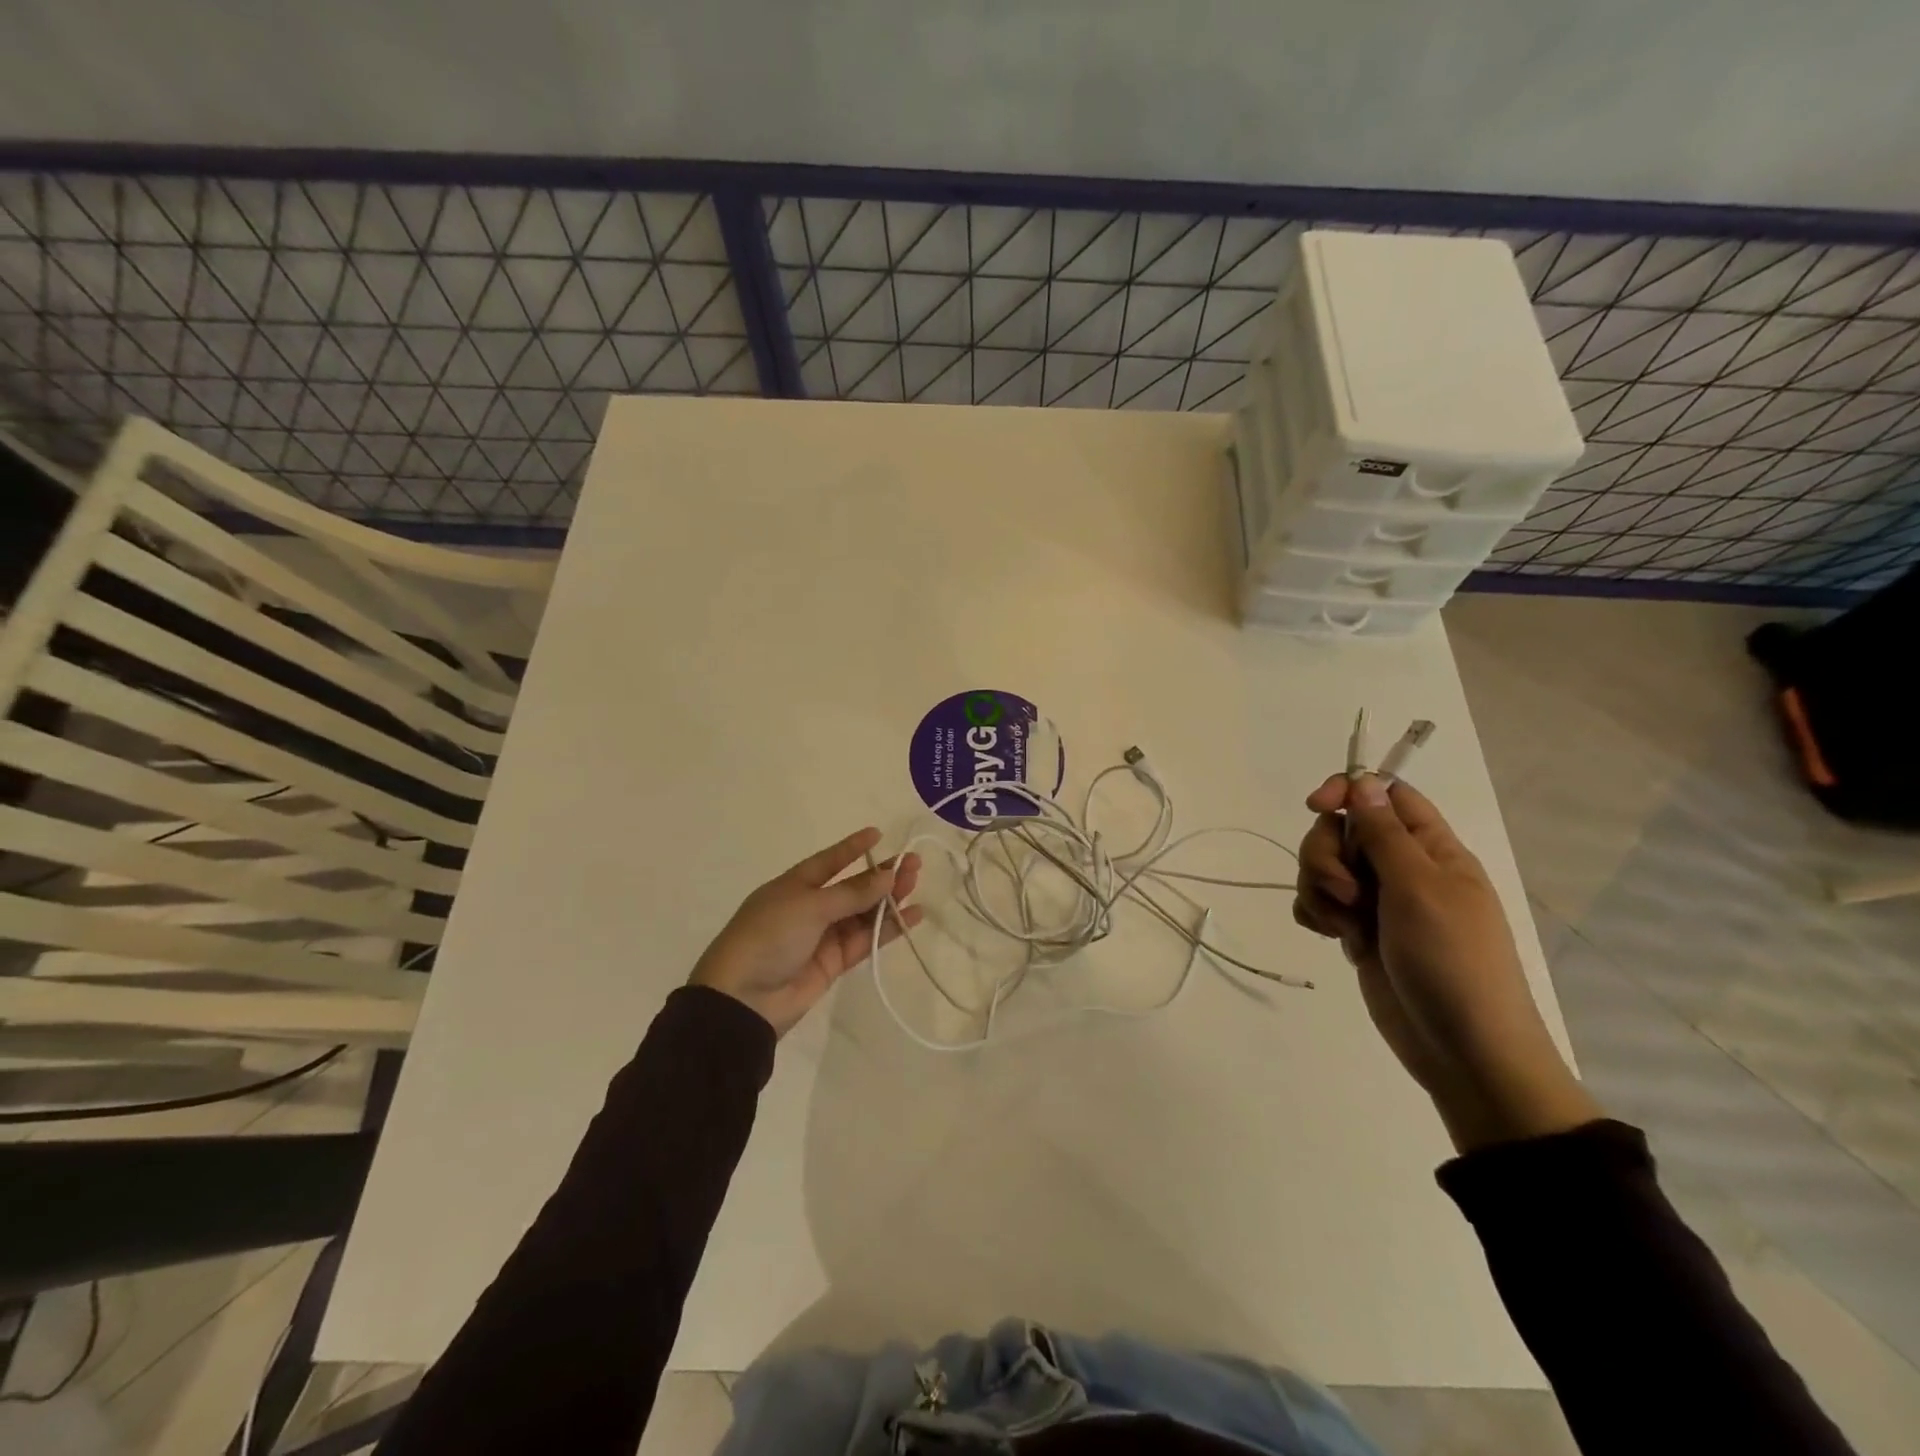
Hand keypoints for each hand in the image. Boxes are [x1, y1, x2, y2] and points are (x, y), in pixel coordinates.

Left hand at [691, 828, 923, 1036]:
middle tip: (914, 863)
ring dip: (889, 900)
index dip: (852, 848)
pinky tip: (912, 916)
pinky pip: (866, 940)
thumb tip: (888, 876)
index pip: (829, 861)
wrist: (743, 999)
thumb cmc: (769, 937)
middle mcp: (810, 907)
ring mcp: (823, 936)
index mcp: (794, 885)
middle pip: (852, 887)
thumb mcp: (810, 906)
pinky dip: (888, 929)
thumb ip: (852, 894)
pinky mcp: (834, 963)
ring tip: (916, 885)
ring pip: (863, 913)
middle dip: (881, 875)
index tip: (878, 834)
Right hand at [1293, 774, 1599, 1152]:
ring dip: (1319, 888)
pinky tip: (1331, 937)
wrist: (1463, 1050)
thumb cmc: (1452, 961)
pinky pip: (1318, 903)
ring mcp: (1377, 902)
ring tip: (1344, 925)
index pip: (1385, 795)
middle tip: (1347, 892)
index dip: (1348, 790)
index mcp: (1432, 849)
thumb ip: (1385, 834)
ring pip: (1323, 866)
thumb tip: (1363, 782)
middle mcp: (1402, 868)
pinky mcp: (1357, 931)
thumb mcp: (1420, 889)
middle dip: (1327, 854)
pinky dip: (1316, 914)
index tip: (1316, 806)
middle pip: (1342, 830)